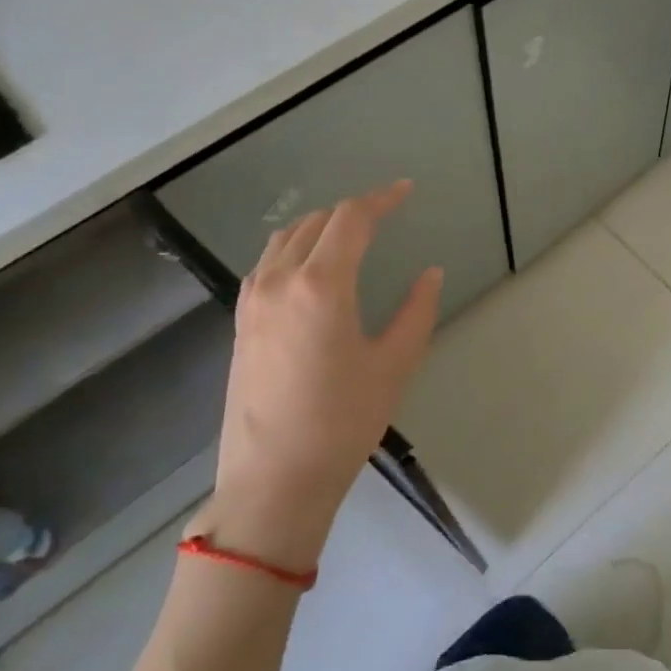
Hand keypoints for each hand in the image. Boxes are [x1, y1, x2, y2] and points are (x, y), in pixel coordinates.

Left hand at [205, 180, 441, 569]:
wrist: (274, 479)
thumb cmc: (343, 422)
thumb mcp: (395, 365)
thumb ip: (417, 310)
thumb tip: (430, 273)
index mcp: (321, 285)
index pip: (351, 220)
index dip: (381, 199)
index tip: (406, 191)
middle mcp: (279, 281)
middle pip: (315, 222)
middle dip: (352, 211)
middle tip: (384, 215)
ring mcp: (252, 301)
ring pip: (285, 240)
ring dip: (319, 227)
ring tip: (349, 235)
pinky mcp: (241, 323)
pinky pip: (267, 265)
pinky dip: (294, 250)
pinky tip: (311, 270)